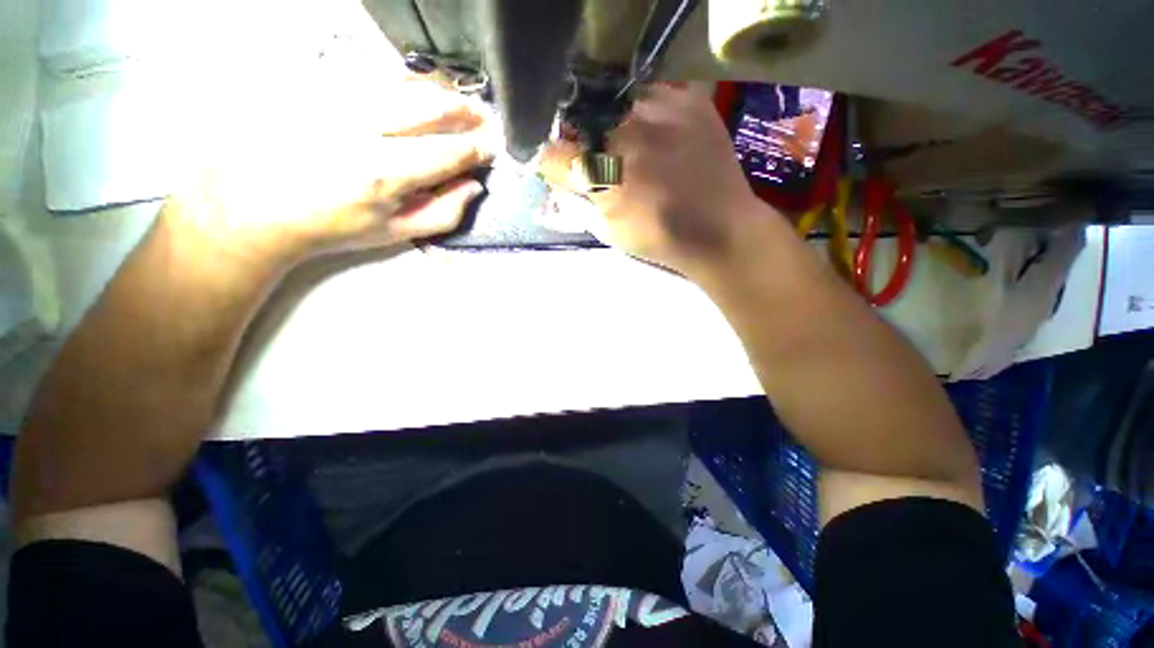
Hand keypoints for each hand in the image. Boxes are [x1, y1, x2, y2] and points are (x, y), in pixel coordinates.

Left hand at [164, 77, 493, 274]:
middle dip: (464, 110)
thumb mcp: (395, 233)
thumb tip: (473, 186)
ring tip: (454, 103)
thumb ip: (443, 213)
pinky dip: (401, 82)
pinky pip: (369, 72)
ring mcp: (332, 99)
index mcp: (383, 175)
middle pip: (428, 105)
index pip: (447, 152)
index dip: (476, 148)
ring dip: (437, 91)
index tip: (490, 148)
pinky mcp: (312, 83)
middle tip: (480, 117)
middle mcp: (360, 129)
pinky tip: (412, 93)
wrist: (253, 206)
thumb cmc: (332, 226)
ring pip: (402, 82)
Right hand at [540, 83, 766, 277]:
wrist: (720, 229)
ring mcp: (657, 110)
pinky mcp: (686, 100)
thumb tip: (557, 182)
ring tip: (635, 149)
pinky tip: (658, 136)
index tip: (563, 171)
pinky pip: (650, 96)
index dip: (554, 164)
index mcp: (599, 174)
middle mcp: (622, 133)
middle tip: (603, 161)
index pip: (551, 154)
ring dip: (614, 126)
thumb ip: (575, 205)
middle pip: (580, 124)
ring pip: (613, 106)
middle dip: (583, 143)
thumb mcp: (607, 232)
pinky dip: (646, 115)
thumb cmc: (659, 238)